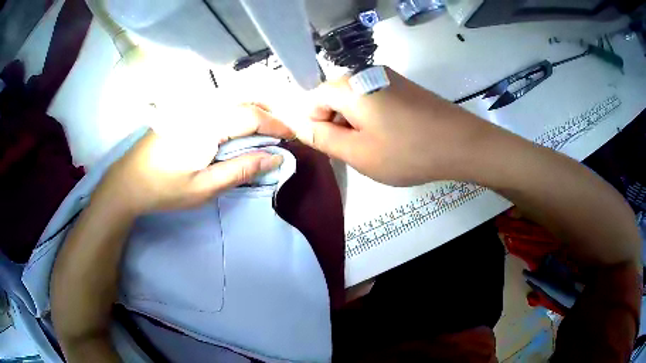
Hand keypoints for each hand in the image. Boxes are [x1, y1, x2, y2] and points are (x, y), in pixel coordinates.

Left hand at [98, 104, 293, 213]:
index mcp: (206, 125)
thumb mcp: (205, 187)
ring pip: (231, 97)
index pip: (251, 115)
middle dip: (268, 112)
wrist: (129, 181)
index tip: (291, 136)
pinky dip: (236, 110)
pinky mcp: (184, 109)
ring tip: (265, 130)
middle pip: (244, 99)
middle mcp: (200, 106)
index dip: (275, 124)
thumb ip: (241, 169)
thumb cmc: (165, 188)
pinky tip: (238, 125)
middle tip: (281, 132)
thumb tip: (275, 157)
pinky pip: (218, 102)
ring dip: (253, 109)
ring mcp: (191, 105)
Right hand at [270, 67, 494, 185]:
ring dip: (357, 124)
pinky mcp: (404, 86)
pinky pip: (375, 100)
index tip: (336, 149)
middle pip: (334, 98)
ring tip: (378, 147)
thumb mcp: (358, 152)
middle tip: (358, 152)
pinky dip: (375, 119)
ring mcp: (388, 77)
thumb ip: (322, 138)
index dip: (318, 127)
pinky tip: (393, 137)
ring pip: (355, 101)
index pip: (312, 101)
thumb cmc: (407, 151)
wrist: (462, 143)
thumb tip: (300, 126)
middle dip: (338, 125)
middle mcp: (365, 72)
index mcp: (349, 85)